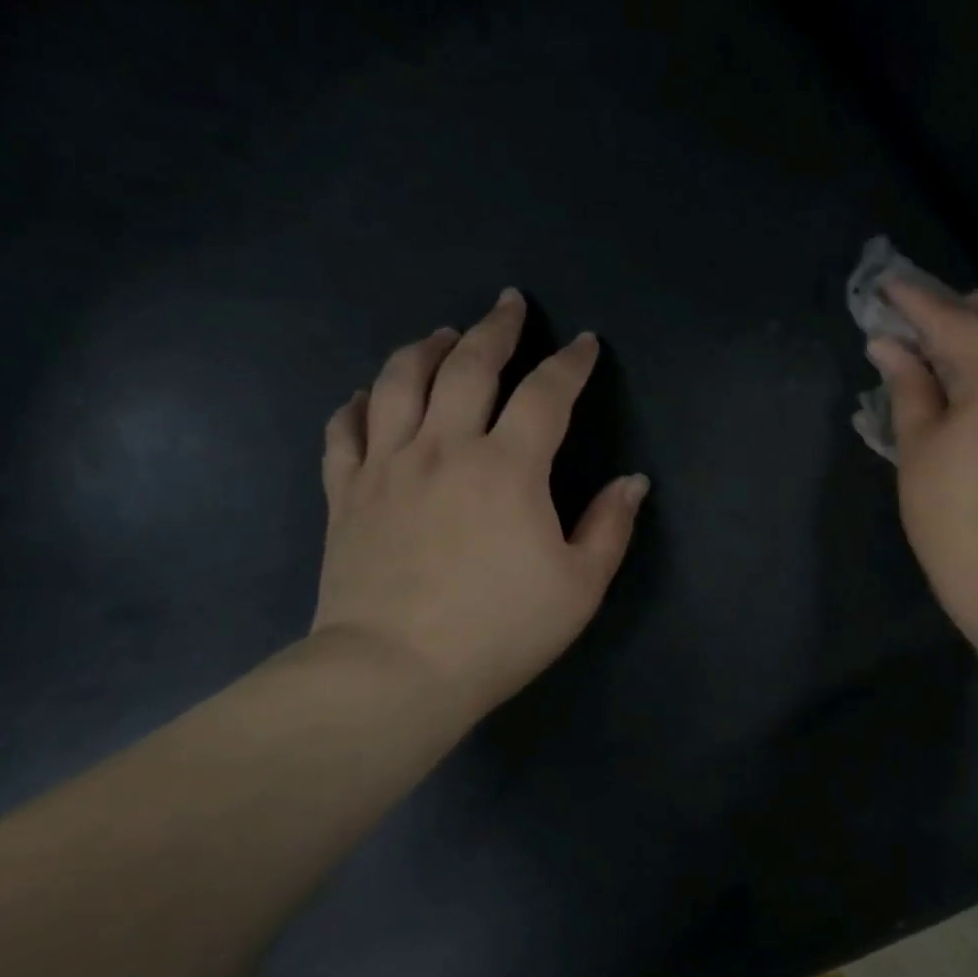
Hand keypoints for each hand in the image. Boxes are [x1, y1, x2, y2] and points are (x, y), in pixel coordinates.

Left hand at [311, 289, 648, 720]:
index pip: (545, 395)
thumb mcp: (580, 586)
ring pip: (400, 382)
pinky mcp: (345, 493)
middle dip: (494, 329)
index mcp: (508, 468)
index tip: (583, 343)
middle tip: (508, 305)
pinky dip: (358, 403)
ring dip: (425, 349)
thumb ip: (610, 526)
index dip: (570, 364)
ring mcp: (387, 466)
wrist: (396, 672)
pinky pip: (345, 430)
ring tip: (442, 335)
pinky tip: (369, 395)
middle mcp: (444, 448)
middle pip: (468, 366)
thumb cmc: (500, 630)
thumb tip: (632, 482)